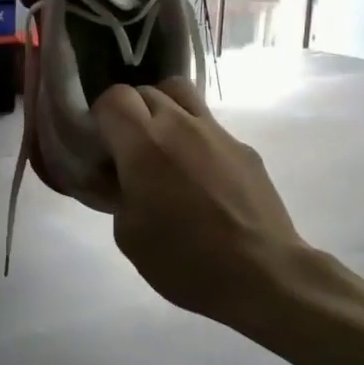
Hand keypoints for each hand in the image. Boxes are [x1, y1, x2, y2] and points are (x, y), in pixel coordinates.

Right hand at [94, 80, 312, 326]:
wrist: (263, 274)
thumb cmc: (185, 260)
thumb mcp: (128, 235)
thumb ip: (116, 194)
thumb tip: (117, 177)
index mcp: (144, 144)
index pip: (113, 97)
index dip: (101, 116)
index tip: (101, 144)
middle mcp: (180, 125)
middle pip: (146, 90)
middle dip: (130, 112)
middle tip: (128, 149)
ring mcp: (218, 133)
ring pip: (182, 95)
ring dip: (164, 110)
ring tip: (162, 147)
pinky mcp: (244, 148)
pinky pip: (210, 127)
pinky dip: (195, 138)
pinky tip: (200, 177)